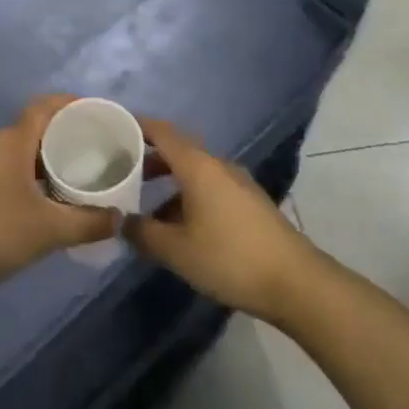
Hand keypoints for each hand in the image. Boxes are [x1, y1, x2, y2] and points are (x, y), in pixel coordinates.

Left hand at [0, 94, 117, 299]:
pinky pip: (12, 171)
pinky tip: (49, 203)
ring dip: (49, 160)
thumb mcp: (47, 230)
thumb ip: (87, 223)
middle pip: (37, 128)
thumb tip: (118, 217)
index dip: (72, 103)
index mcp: (13, 141)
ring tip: (79, 177)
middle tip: (98, 149)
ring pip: (24, 153)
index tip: (99, 113)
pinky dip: (34, 178)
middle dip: (66, 134)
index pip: (45, 106)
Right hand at [124, 117, 318, 324]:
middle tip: (121, 169)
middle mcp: (217, 164)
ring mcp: (236, 182)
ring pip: (193, 171)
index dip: (137, 126)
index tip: (113, 128)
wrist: (295, 282)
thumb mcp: (177, 250)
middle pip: (177, 149)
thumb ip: (143, 233)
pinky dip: (187, 194)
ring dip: (168, 180)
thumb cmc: (230, 258)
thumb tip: (121, 221)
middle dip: (148, 157)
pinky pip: (208, 186)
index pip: (161, 131)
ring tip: (144, 202)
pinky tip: (178, 224)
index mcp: (197, 165)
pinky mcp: (248, 202)